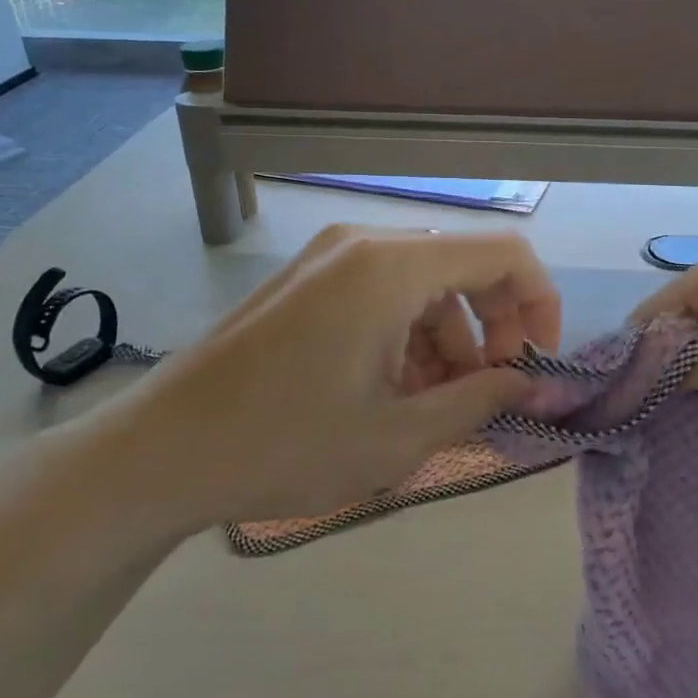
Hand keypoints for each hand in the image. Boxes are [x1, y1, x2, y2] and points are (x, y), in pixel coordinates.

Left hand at [84, 226, 561, 532]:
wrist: (159, 453)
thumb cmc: (284, 445)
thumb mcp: (399, 436)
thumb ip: (481, 400)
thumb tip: (536, 383)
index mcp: (392, 267)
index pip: (505, 255)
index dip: (539, 306)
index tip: (536, 366)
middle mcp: (364, 244)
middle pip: (464, 267)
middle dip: (493, 330)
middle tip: (487, 394)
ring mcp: (330, 258)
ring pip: (424, 285)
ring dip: (448, 340)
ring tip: (433, 407)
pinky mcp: (307, 281)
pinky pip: (383, 293)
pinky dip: (407, 336)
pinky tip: (391, 391)